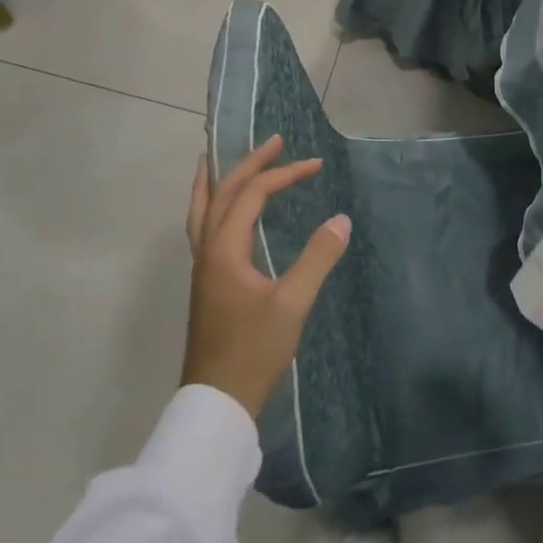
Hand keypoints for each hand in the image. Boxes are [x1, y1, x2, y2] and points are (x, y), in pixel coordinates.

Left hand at [181, 135, 351, 420]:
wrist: (218, 401)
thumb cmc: (254, 351)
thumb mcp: (292, 304)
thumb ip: (317, 258)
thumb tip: (341, 220)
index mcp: (224, 247)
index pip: (253, 194)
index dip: (284, 174)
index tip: (316, 165)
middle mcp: (206, 249)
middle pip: (223, 192)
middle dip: (249, 163)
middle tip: (275, 142)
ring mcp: (201, 266)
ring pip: (202, 209)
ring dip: (217, 181)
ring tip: (217, 159)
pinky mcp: (205, 282)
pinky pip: (202, 227)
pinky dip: (211, 206)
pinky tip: (223, 214)